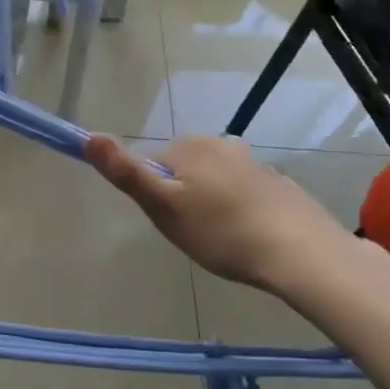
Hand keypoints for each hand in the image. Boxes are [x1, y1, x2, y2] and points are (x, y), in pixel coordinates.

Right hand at [85, 135, 389, 315]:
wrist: (299, 252)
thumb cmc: (221, 232)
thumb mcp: (163, 207)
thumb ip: (126, 173)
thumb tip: (90, 136)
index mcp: (188, 146)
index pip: (152, 164)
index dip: (155, 196)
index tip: (172, 222)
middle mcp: (219, 143)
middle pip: (182, 170)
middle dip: (182, 197)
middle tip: (195, 234)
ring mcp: (251, 161)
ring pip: (213, 181)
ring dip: (211, 203)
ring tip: (223, 240)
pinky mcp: (275, 181)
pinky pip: (242, 191)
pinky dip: (239, 208)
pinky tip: (248, 235)